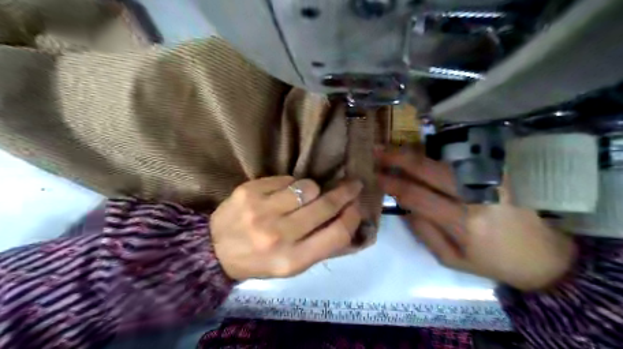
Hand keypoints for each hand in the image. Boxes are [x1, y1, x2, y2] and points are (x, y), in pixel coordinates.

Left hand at [211, 176, 363, 278]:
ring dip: (311, 190)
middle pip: (325, 206)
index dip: (353, 217)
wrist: (214, 250)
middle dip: (345, 193)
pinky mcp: (249, 191)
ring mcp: (262, 211)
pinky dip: (289, 185)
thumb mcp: (291, 266)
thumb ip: (321, 246)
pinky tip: (279, 195)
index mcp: (293, 260)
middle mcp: (279, 235)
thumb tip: (349, 219)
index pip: (337, 234)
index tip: (358, 206)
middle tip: (353, 185)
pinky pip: (285, 179)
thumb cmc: (259, 260)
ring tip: (301, 197)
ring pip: (307, 187)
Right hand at [371, 147, 575, 291]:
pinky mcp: (502, 172)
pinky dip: (439, 153)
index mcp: (464, 223)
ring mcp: (492, 179)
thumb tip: (404, 206)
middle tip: (378, 150)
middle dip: (399, 157)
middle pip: (430, 169)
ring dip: (416, 152)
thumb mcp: (452, 259)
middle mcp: (477, 196)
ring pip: (445, 158)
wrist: (546, 256)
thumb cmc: (494, 262)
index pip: (417, 196)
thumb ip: (424, 232)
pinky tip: (423, 152)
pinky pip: (464, 158)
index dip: (393, 183)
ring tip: (394, 147)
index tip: (376, 175)